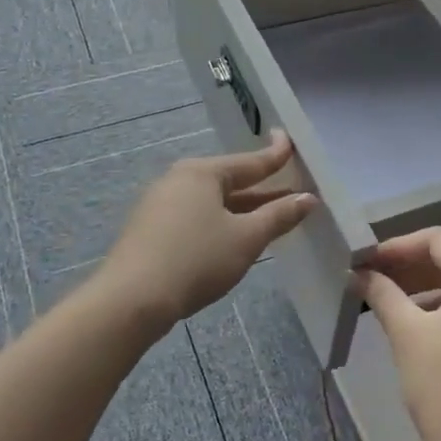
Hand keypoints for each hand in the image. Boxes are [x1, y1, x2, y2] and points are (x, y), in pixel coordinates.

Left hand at [100, 131, 317, 325]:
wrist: (132, 300)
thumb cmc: (196, 260)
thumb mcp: (246, 238)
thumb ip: (278, 216)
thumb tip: (308, 198)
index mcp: (202, 172)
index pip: (249, 162)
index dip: (274, 155)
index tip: (289, 141)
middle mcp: (178, 179)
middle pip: (228, 180)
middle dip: (260, 188)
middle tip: (288, 187)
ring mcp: (159, 204)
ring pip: (210, 201)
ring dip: (240, 208)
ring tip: (266, 216)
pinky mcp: (150, 229)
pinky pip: (194, 216)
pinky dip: (217, 221)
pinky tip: (229, 237)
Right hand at [351, 227, 440, 440]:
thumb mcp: (407, 335)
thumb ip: (383, 294)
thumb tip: (361, 273)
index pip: (439, 240)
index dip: (399, 246)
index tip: (368, 262)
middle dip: (411, 267)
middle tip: (373, 279)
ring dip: (428, 288)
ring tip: (390, 303)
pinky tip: (420, 326)